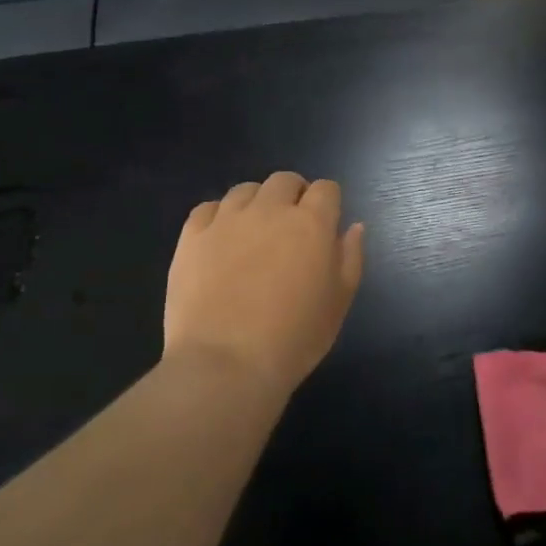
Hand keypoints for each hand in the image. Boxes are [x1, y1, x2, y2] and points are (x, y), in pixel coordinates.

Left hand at [164, 172, 364, 400]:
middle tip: (290, 227)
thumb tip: (353, 226)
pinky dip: (218, 216)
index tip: (324, 225)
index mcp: (311, 224)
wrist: (225, 365)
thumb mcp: (338, 304)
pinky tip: (219, 240)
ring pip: (246, 190)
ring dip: (256, 203)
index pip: (326, 189)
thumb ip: (350, 258)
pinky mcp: (192, 236)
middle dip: (293, 195)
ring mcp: (227, 219)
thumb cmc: (293, 339)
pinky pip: (208, 208)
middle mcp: (270, 210)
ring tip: (253, 233)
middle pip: (285, 181)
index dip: (328, 203)